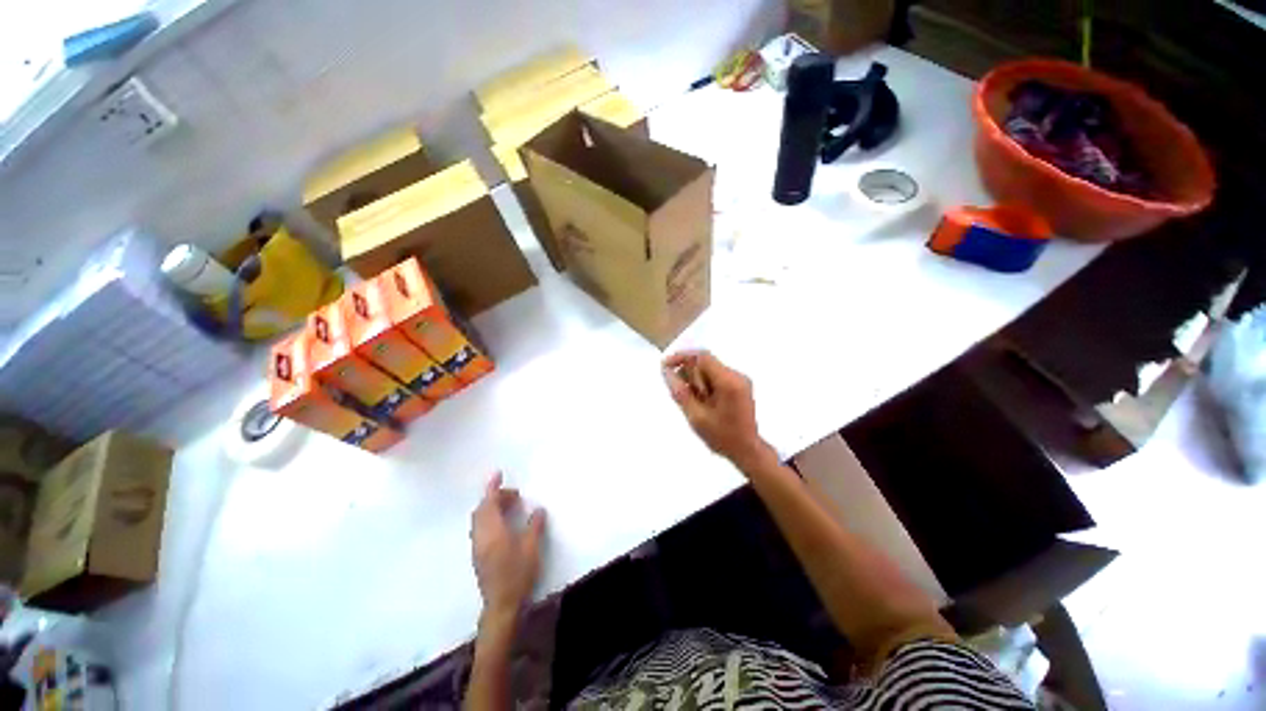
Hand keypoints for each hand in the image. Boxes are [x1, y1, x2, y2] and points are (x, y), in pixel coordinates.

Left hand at [470, 473, 546, 620]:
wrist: (502, 605)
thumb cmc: (518, 573)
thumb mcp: (532, 547)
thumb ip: (534, 525)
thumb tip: (538, 509)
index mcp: (493, 531)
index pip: (489, 503)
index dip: (493, 487)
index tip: (498, 474)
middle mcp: (481, 536)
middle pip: (482, 510)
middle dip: (495, 497)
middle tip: (514, 495)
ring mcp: (478, 547)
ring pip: (480, 520)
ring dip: (492, 508)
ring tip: (511, 508)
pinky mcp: (479, 556)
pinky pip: (481, 529)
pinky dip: (490, 519)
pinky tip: (504, 526)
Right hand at [662, 350, 776, 472]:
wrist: (748, 451)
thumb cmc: (722, 437)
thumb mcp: (696, 417)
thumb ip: (680, 392)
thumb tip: (667, 372)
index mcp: (728, 382)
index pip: (702, 357)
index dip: (681, 357)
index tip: (665, 366)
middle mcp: (736, 375)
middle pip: (705, 362)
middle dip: (689, 374)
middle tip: (680, 392)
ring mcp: (740, 379)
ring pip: (710, 369)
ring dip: (696, 380)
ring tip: (693, 401)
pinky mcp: (740, 385)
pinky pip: (716, 376)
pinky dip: (704, 384)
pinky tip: (702, 401)